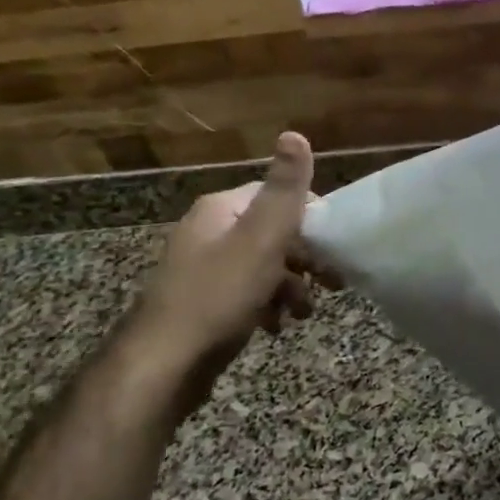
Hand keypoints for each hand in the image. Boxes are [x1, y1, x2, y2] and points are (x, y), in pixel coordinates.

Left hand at [116, 132, 327, 419]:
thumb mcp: (262, 238)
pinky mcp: (202, 302)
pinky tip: (277, 326)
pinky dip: (267, 304)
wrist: (162, 366)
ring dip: (290, 285)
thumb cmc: (220, 296)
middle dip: (305, 257)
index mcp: (221, 209)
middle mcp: (209, 231)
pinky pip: (245, 292)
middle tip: (334, 283)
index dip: (311, 216)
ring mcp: (202, 268)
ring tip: (305, 313)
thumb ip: (284, 189)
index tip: (336, 245)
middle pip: (271, 231)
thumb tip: (295, 133)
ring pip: (261, 265)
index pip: (277, 194)